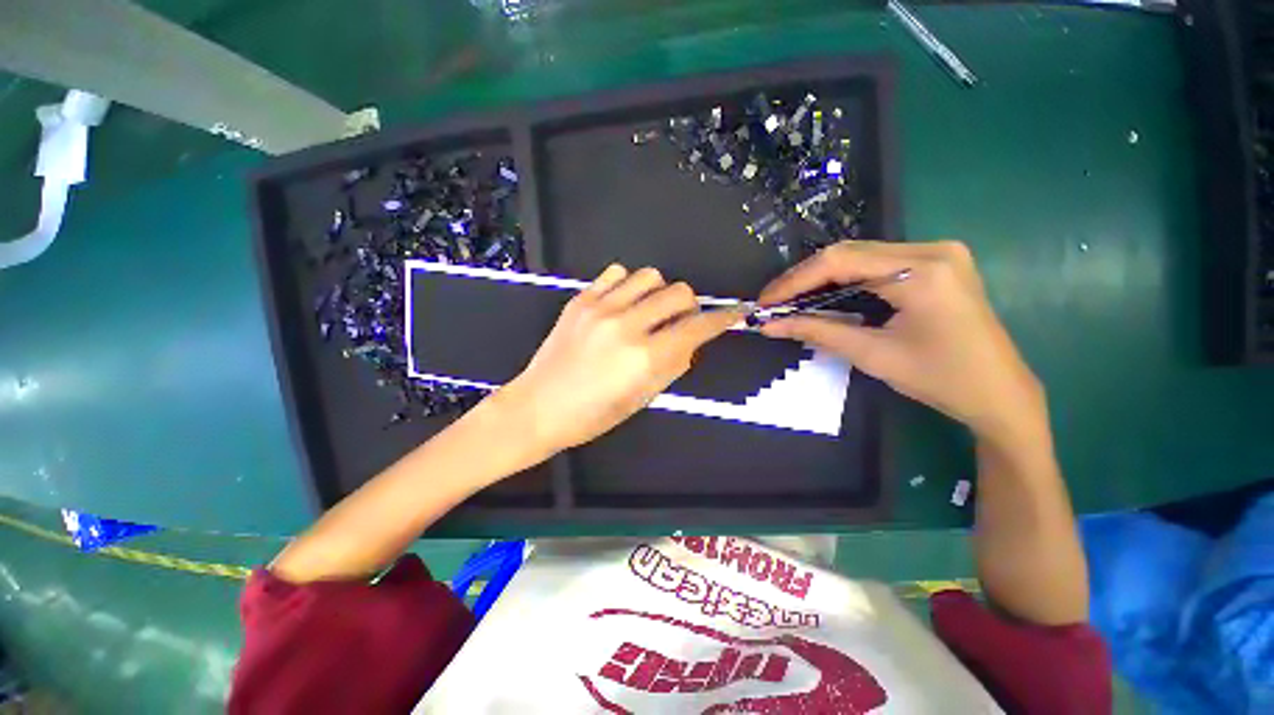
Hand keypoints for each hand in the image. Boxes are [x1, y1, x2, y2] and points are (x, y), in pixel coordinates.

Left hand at [496, 264, 741, 453]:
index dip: (721, 319)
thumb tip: (691, 341)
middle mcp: (626, 326)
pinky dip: (628, 285)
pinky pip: (616, 273)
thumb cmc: (593, 415)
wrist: (538, 407)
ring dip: (659, 292)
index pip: (697, 328)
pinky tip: (623, 303)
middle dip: (690, 306)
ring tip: (649, 311)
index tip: (733, 313)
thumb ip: (673, 365)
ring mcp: (600, 308)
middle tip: (680, 321)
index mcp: (644, 358)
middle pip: (678, 293)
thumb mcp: (642, 398)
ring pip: (650, 276)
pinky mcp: (580, 300)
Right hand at [757, 240, 1044, 441]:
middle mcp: (932, 249)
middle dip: (803, 278)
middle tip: (773, 302)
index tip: (765, 301)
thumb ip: (817, 332)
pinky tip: (823, 294)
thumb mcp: (872, 355)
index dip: (795, 281)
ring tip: (790, 300)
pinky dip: (844, 278)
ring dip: (821, 277)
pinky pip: (876, 263)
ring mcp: (938, 253)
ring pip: (860, 256)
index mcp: (922, 271)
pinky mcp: (936, 263)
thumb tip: (769, 325)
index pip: (840, 261)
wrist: (999, 393)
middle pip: (849, 252)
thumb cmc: (940, 379)